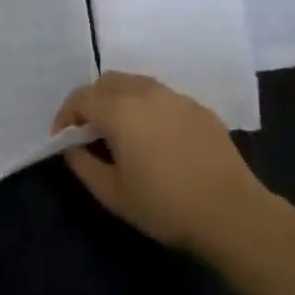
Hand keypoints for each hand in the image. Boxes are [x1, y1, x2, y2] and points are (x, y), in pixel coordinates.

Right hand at [54, 72, 265, 257]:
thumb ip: (83, 164)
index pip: (81, 98)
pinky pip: (163, 98)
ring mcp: (176, 97)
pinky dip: (148, 108)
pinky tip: (156, 139)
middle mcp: (146, 93)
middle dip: (92, 101)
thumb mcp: (112, 194)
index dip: (66, 116)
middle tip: (90, 132)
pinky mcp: (199, 108)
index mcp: (120, 110)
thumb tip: (71, 147)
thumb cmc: (165, 206)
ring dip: (120, 101)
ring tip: (122, 133)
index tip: (63, 139)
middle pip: (107, 82)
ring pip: (136, 84)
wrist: (232, 213)